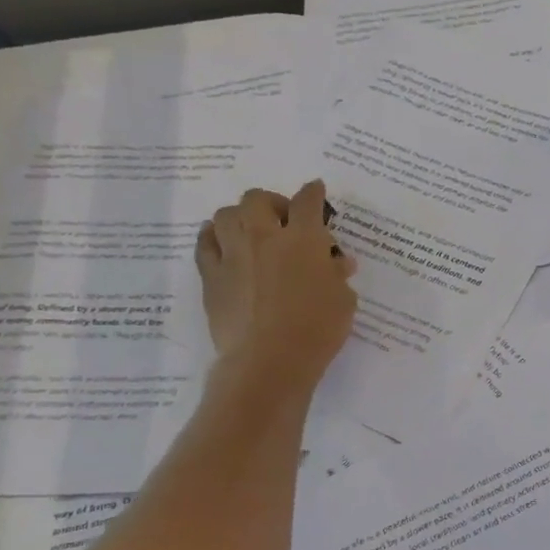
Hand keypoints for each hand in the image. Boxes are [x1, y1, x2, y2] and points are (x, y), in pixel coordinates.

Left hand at [196, 180, 357, 394]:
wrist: (270, 360)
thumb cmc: (318, 328)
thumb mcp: (343, 300)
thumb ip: (337, 275)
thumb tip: (336, 262)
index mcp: (303, 240)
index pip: (307, 202)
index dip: (313, 192)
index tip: (316, 189)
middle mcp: (264, 237)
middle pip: (258, 199)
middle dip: (273, 202)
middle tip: (285, 219)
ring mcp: (233, 255)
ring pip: (226, 215)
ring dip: (241, 217)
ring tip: (252, 230)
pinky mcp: (211, 276)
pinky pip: (205, 244)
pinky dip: (214, 237)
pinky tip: (222, 243)